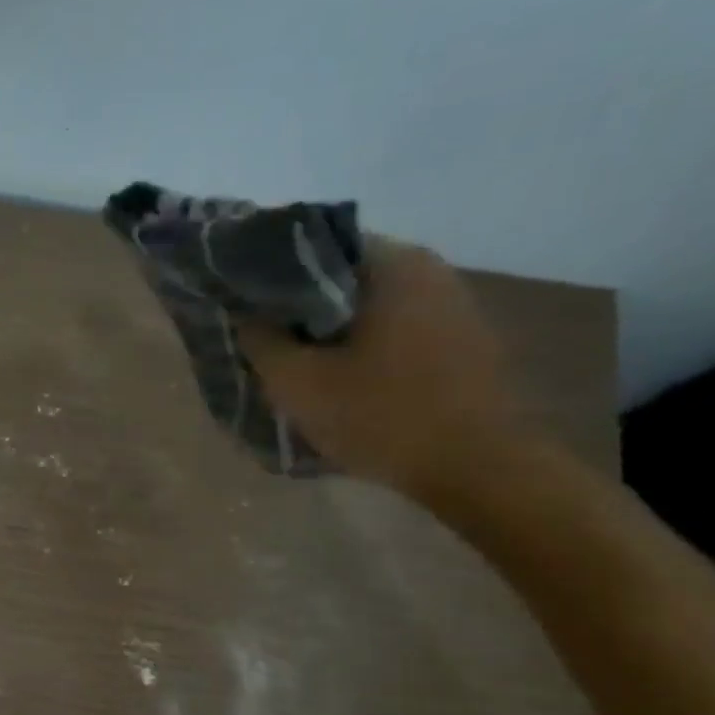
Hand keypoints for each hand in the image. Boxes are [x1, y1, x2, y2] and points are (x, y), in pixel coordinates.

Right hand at [239, 236, 532, 498]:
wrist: (476, 468)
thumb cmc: (380, 415)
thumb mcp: (297, 382)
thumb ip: (260, 341)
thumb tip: (244, 315)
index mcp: (392, 265)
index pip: (313, 246)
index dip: (268, 273)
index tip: (239, 301)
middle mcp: (428, 270)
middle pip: (340, 277)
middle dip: (296, 305)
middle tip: (257, 334)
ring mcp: (450, 305)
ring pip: (365, 306)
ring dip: (326, 329)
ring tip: (289, 358)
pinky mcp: (458, 341)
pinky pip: (391, 328)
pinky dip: (357, 345)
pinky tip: (334, 376)